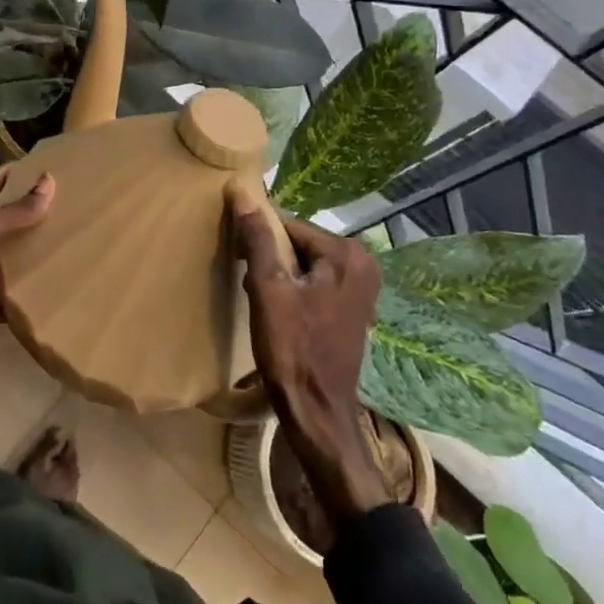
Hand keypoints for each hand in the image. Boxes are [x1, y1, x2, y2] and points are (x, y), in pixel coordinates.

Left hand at [0, 167, 55, 364]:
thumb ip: (15, 211)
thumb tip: (49, 182)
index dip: (2, 177)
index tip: (28, 166)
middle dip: (22, 217)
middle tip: (57, 206)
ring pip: (5, 263)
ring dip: (26, 257)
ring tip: (61, 245)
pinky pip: (6, 301)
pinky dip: (23, 298)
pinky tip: (49, 291)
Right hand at [232, 205, 392, 524]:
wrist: (317, 411)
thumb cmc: (292, 348)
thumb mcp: (268, 289)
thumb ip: (258, 238)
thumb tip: (241, 191)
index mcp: (347, 254)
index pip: (290, 226)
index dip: (260, 240)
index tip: (240, 260)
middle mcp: (364, 264)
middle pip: (300, 244)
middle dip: (271, 258)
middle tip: (250, 283)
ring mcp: (363, 289)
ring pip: (306, 264)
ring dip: (281, 275)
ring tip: (261, 299)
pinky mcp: (354, 309)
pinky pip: (317, 283)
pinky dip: (296, 289)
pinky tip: (280, 311)